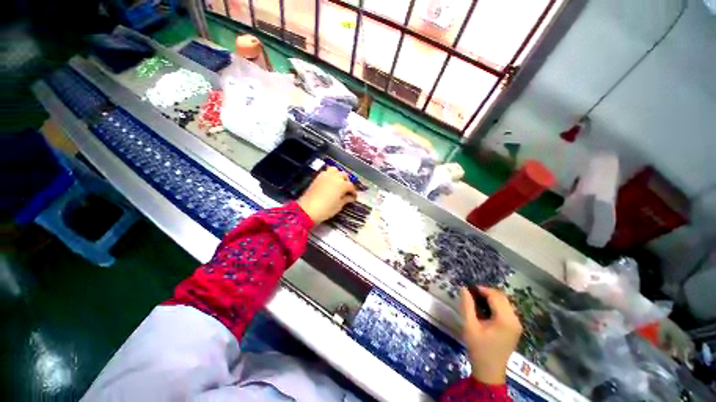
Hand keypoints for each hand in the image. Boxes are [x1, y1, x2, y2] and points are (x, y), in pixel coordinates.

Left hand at [298, 167, 356, 223]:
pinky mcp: (318, 177)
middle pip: (344, 175)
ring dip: (338, 175)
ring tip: (338, 183)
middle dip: (347, 182)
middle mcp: (335, 177)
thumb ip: (346, 199)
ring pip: (335, 170)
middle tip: (347, 190)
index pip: (351, 186)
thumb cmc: (326, 209)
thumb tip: (351, 197)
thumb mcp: (339, 206)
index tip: (354, 197)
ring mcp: (325, 176)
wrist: (308, 209)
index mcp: (342, 184)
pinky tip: (330, 183)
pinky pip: (326, 172)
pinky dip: (330, 175)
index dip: (353, 192)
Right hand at [460, 286, 521, 384]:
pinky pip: (506, 309)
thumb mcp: (469, 325)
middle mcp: (515, 320)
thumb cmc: (478, 348)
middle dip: (486, 292)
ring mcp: (517, 324)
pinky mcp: (515, 327)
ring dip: (491, 298)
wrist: (489, 371)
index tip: (468, 288)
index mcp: (505, 319)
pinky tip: (485, 309)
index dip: (481, 289)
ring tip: (476, 301)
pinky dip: (496, 305)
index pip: (494, 295)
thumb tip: (464, 288)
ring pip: (505, 302)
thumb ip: (467, 305)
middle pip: (502, 297)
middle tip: (471, 294)